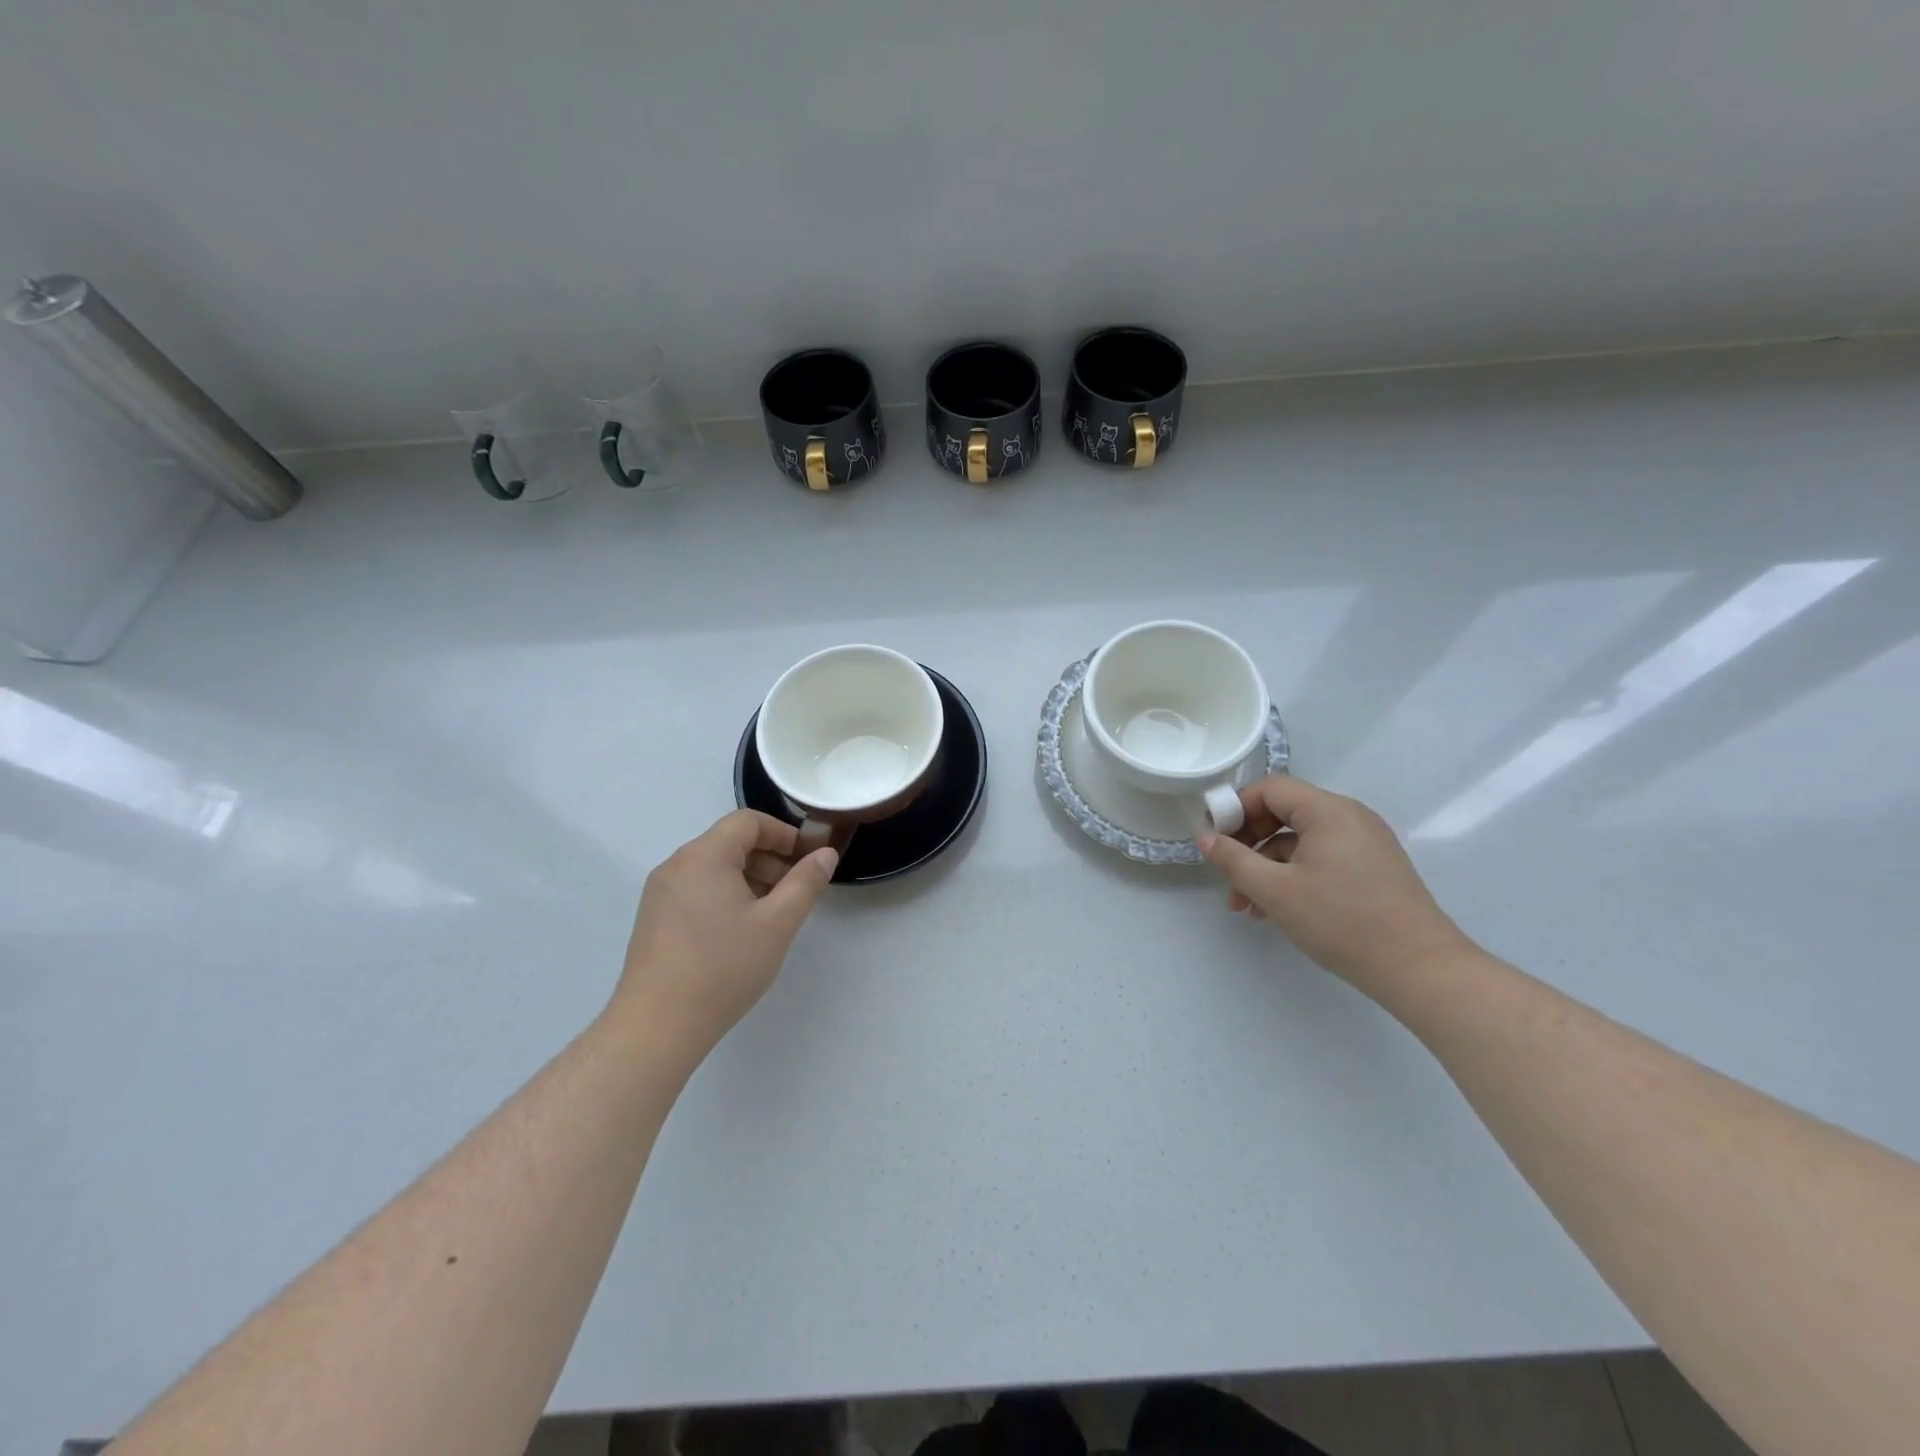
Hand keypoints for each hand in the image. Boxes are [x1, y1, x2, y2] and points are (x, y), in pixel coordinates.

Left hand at [613, 810, 837, 1062]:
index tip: (808, 859)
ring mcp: (660, 893)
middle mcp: (676, 865)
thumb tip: (825, 854)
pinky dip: (726, 895)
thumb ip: (805, 883)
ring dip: (750, 878)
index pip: (748, 822)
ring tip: (773, 914)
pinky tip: (741, 932)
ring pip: (714, 868)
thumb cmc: (723, 967)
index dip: (784, 833)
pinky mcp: (654, 919)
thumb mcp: (777, 923)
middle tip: (797, 890)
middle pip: (730, 842)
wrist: (657, 1027)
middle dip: (770, 858)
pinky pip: (697, 889)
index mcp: (704, 856)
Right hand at [1198, 776, 1471, 989]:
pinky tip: (1278, 910)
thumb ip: (1234, 859)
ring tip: (1247, 906)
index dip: (1237, 809)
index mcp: (1329, 811)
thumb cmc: (1342, 921)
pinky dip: (1295, 876)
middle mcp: (1350, 817)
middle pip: (1285, 814)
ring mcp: (1366, 843)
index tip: (1216, 841)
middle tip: (1228, 875)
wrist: (1420, 969)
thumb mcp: (1275, 890)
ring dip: (1268, 867)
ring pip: (1301, 842)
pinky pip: (1322, 859)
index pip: (1270, 789)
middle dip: (1249, 843)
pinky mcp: (1374, 869)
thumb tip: (1205, 837)